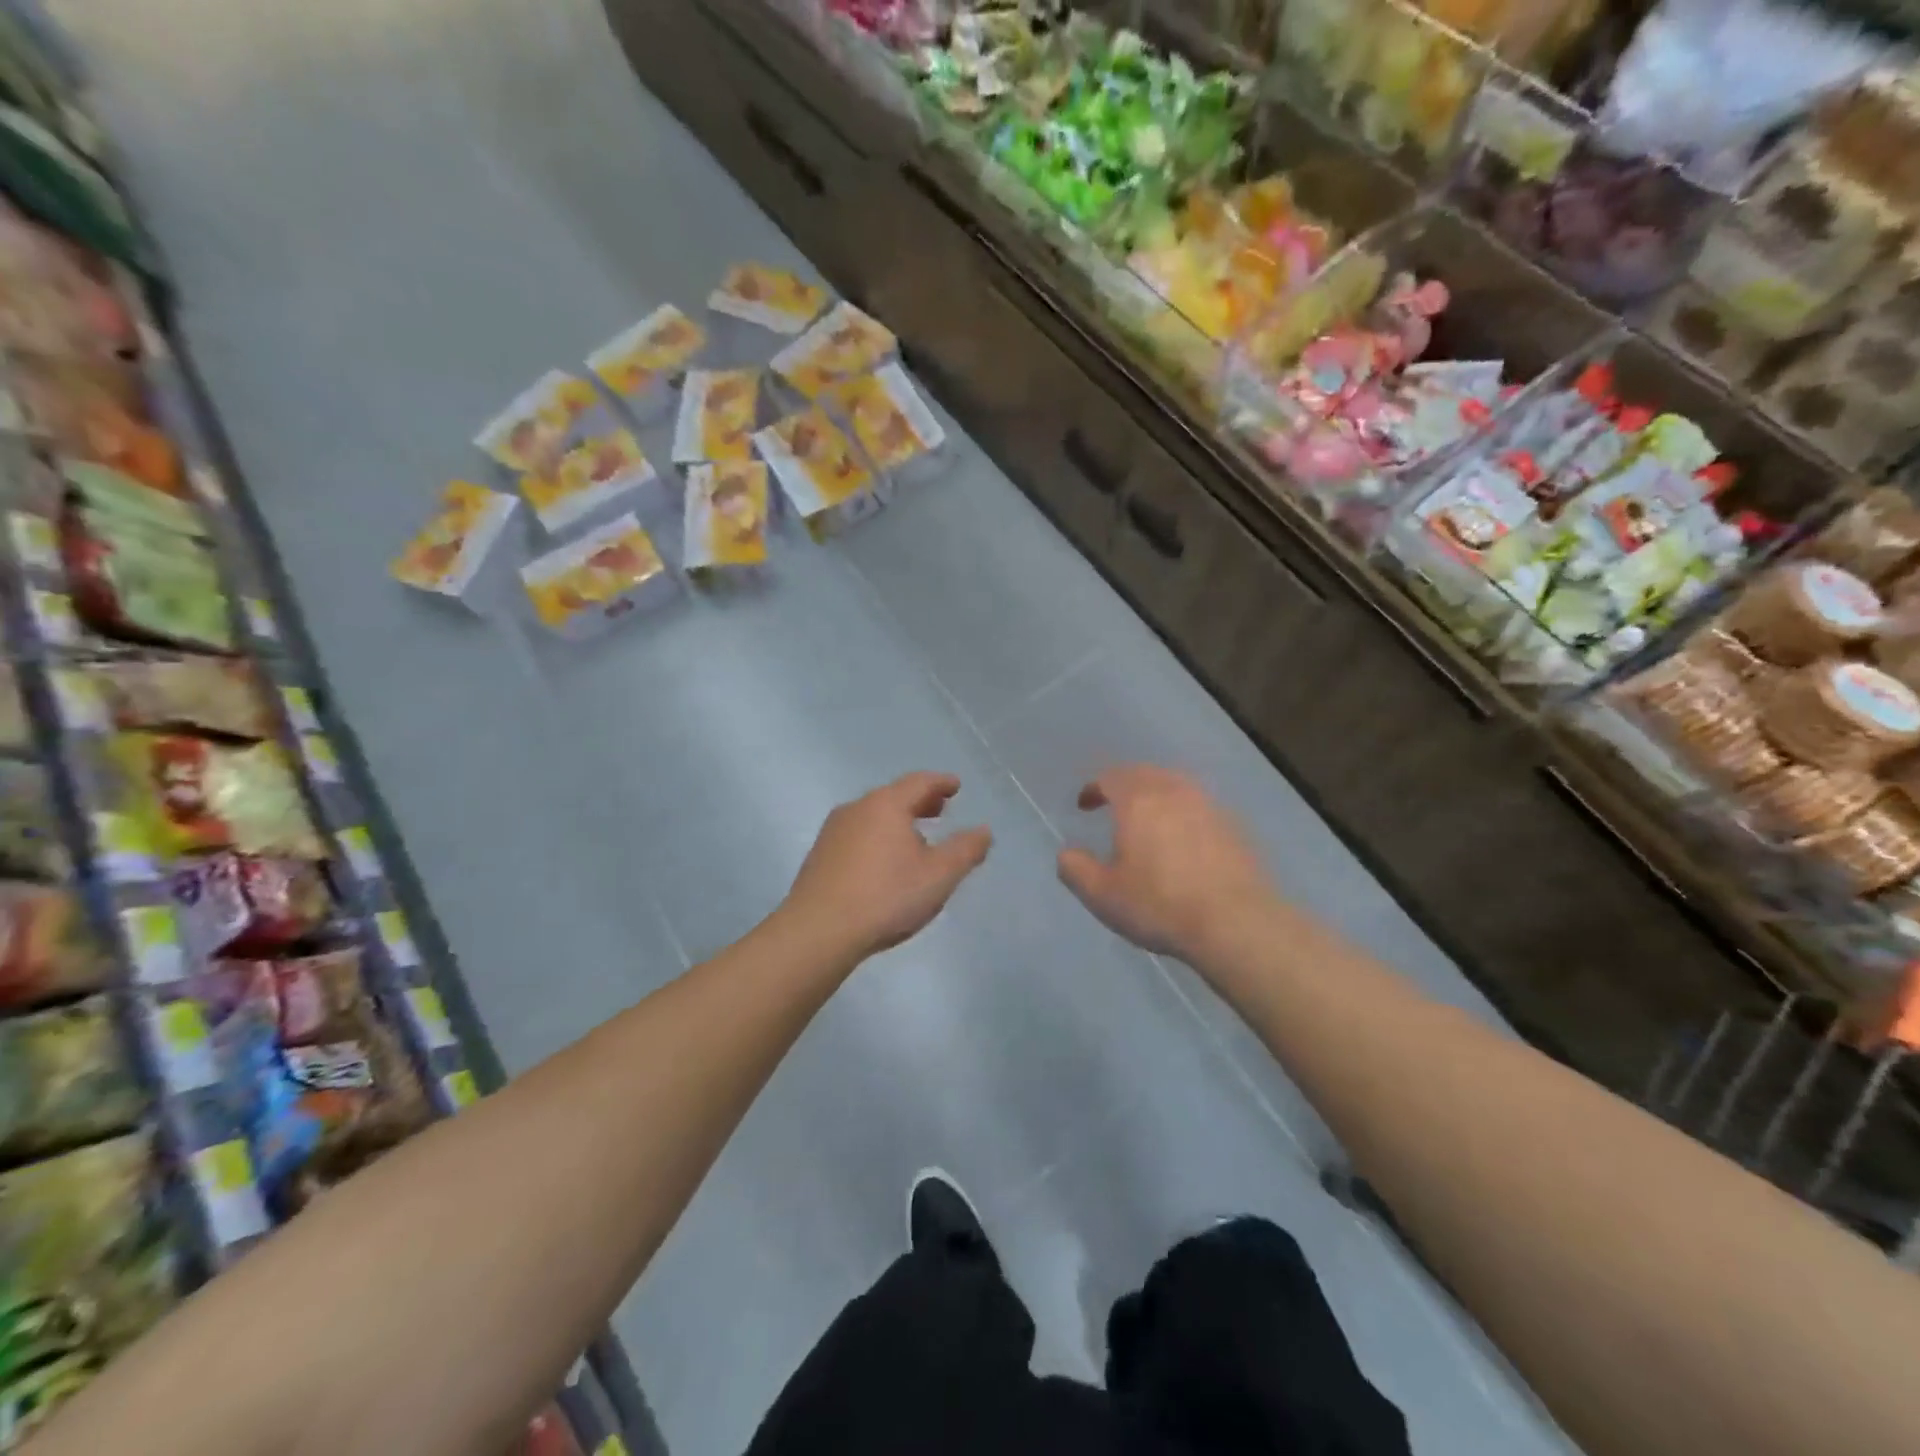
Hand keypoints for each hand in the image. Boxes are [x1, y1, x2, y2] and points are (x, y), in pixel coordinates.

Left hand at [783, 772, 992, 961]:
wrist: (818, 931)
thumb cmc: (886, 897)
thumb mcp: (938, 876)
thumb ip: (965, 850)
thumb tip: (983, 830)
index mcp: (886, 805)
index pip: (920, 782)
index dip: (941, 783)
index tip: (955, 786)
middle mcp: (857, 808)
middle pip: (894, 796)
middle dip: (920, 801)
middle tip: (939, 810)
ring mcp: (833, 831)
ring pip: (873, 815)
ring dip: (897, 821)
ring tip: (915, 838)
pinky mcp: (819, 855)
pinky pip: (857, 834)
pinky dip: (877, 837)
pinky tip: (883, 862)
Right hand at [1057, 764, 1271, 962]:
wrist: (1236, 923)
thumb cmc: (1160, 905)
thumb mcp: (1102, 895)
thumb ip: (1076, 869)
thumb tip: (1066, 853)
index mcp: (1138, 801)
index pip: (1110, 777)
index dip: (1094, 788)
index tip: (1084, 805)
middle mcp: (1173, 792)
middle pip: (1144, 773)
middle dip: (1124, 784)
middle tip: (1113, 803)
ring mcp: (1208, 806)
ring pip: (1175, 785)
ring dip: (1155, 794)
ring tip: (1148, 818)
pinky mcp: (1234, 826)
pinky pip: (1199, 806)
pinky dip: (1182, 812)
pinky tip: (1182, 839)